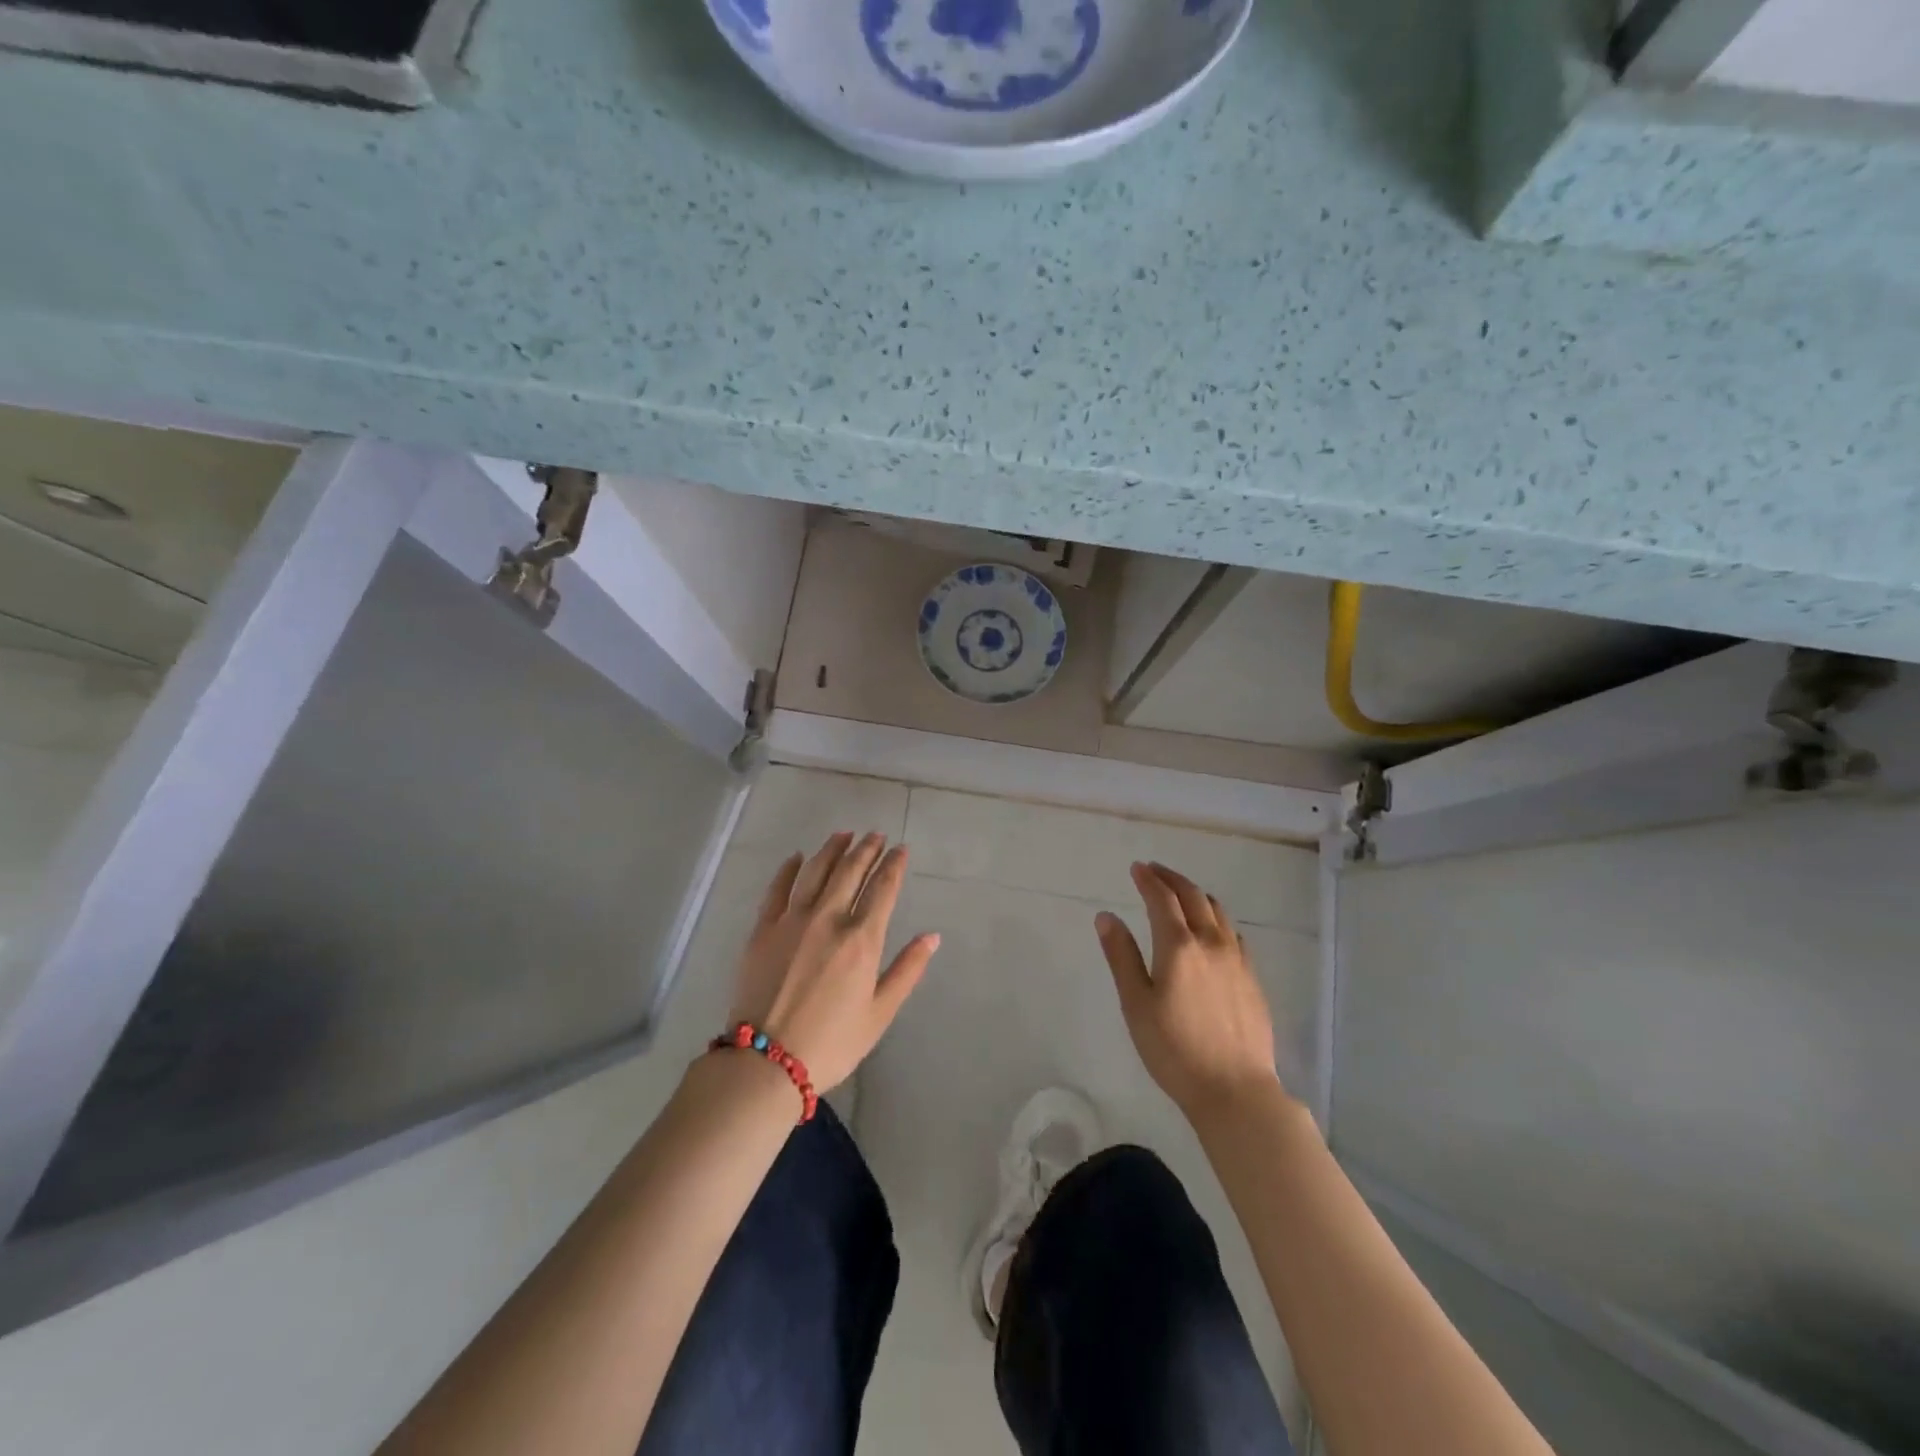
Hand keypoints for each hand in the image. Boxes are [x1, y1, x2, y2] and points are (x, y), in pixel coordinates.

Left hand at [729, 832, 938, 1091]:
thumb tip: (932, 936)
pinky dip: (789, 868)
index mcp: (862, 940)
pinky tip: (797, 857)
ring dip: (832, 849)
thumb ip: (907, 970)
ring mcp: (792, 920)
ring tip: (844, 834)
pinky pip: (778, 888)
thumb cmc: (831, 1043)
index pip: (883, 889)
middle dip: (866, 849)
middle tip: (875, 834)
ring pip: (815, 871)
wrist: (765, 1062)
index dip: (893, 865)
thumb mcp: (879, 1014)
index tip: (900, 849)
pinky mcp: (763, 929)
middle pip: (850, 871)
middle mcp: (829, 919)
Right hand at [1096, 862, 1282, 1119]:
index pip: (1162, 899)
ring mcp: (1237, 960)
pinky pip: (1233, 933)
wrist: (1235, 1089)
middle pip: (1193, 897)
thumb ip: (1121, 956)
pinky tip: (1213, 930)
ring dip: (1196, 894)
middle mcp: (1211, 943)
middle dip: (1172, 879)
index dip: (1148, 880)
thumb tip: (1106, 916)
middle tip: (1155, 871)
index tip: (1137, 867)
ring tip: (1181, 893)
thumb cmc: (1174, 1048)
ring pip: (1218, 912)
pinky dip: (1217, 919)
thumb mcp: (1136, 1004)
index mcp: (1179, 946)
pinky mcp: (1252, 978)